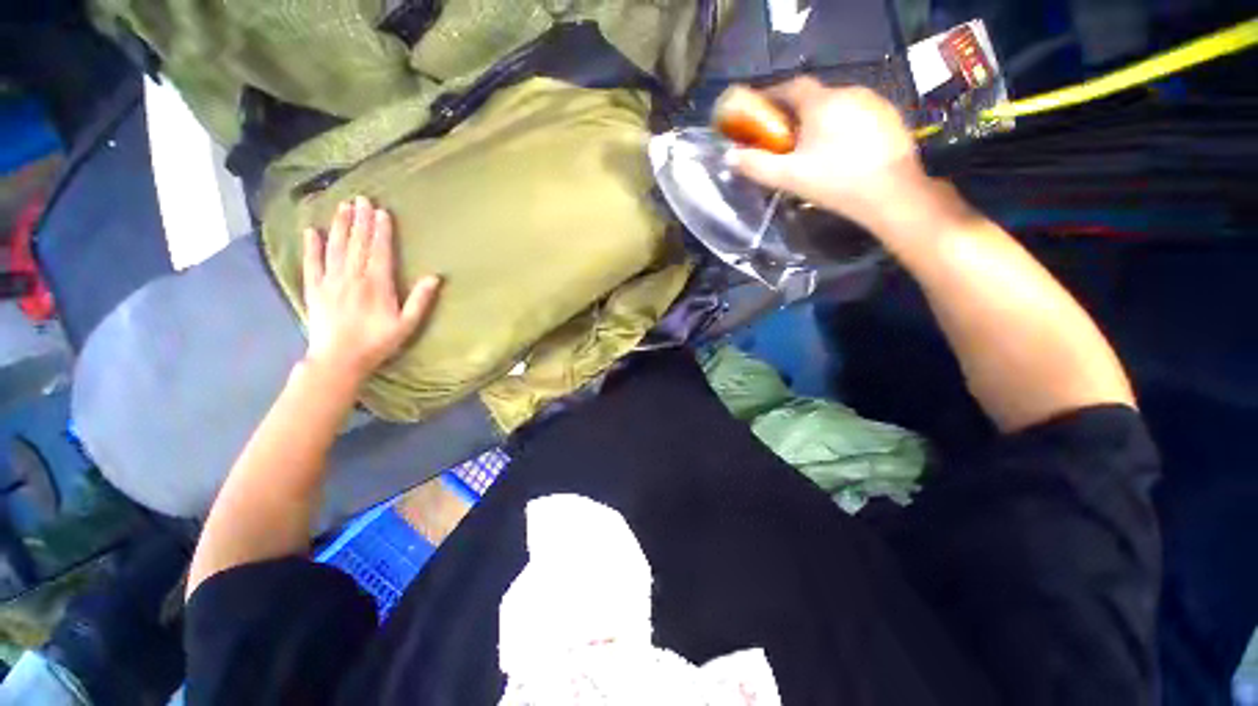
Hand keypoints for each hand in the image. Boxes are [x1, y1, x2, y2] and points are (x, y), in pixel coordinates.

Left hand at [302, 196, 439, 382]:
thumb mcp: (407, 324)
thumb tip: (434, 277)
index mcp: (377, 284)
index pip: (379, 251)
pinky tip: (311, 231)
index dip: (381, 231)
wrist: (340, 359)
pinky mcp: (314, 289)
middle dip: (360, 221)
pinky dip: (311, 247)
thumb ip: (420, 300)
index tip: (381, 211)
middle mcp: (352, 277)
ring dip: (340, 226)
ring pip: (336, 248)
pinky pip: (312, 264)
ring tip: (342, 207)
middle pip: (358, 244)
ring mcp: (330, 281)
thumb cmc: (378, 342)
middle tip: (361, 198)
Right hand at [727, 78, 932, 232]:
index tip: (759, 111)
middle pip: (814, 96)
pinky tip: (842, 150)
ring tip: (813, 146)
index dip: (772, 96)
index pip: (791, 87)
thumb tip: (729, 157)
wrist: (891, 193)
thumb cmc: (834, 182)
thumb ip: (756, 166)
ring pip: (837, 105)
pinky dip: (843, 125)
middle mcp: (849, 92)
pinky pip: (858, 114)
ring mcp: (874, 102)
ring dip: (820, 119)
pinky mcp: (890, 117)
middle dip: (795, 113)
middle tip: (784, 137)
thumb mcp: (788, 177)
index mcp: (821, 103)